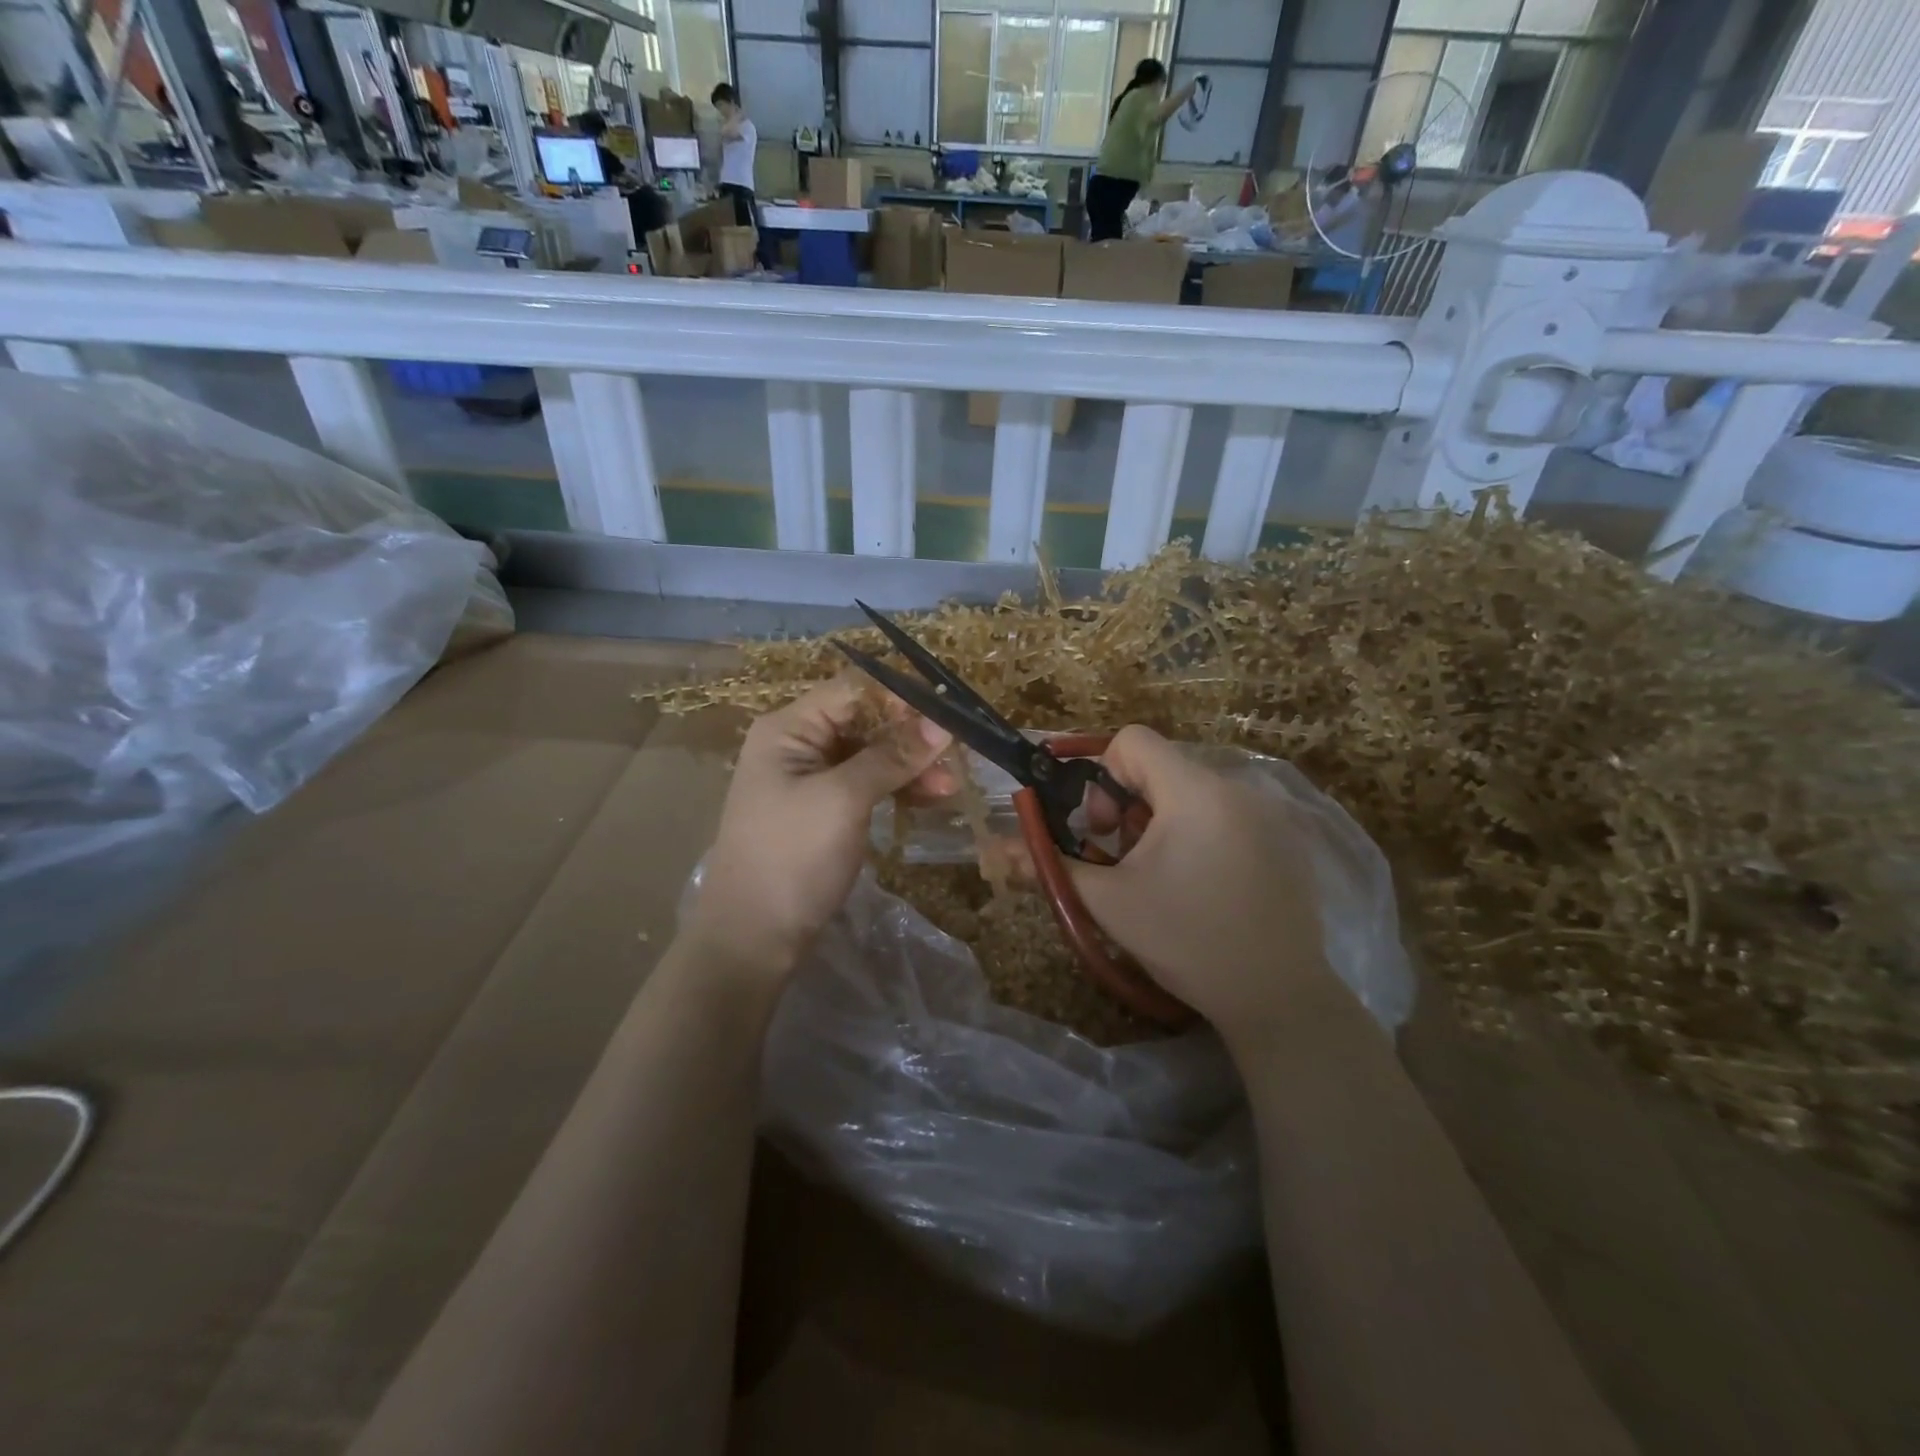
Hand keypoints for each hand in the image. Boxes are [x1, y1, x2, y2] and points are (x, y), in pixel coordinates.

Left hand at [686, 677, 951, 978]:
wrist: (753, 936)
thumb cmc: (793, 857)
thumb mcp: (844, 799)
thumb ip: (892, 756)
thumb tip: (941, 721)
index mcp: (789, 728)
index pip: (854, 691)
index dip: (901, 699)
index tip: (948, 716)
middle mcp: (796, 744)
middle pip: (863, 722)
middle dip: (910, 737)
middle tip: (955, 758)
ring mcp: (807, 779)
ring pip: (869, 755)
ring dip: (909, 766)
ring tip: (950, 787)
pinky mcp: (821, 810)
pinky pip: (864, 785)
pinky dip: (895, 788)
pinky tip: (927, 799)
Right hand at [1068, 726, 1343, 1043]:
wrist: (1279, 998)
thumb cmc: (1187, 941)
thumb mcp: (1109, 903)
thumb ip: (1050, 865)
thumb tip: (995, 849)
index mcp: (1194, 792)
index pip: (1133, 740)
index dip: (1102, 775)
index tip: (1102, 829)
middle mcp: (1237, 787)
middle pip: (1161, 768)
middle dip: (1128, 806)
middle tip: (1124, 860)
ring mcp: (1268, 813)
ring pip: (1192, 793)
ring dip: (1161, 823)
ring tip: (1162, 878)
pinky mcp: (1286, 839)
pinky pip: (1226, 814)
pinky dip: (1200, 835)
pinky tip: (1204, 887)